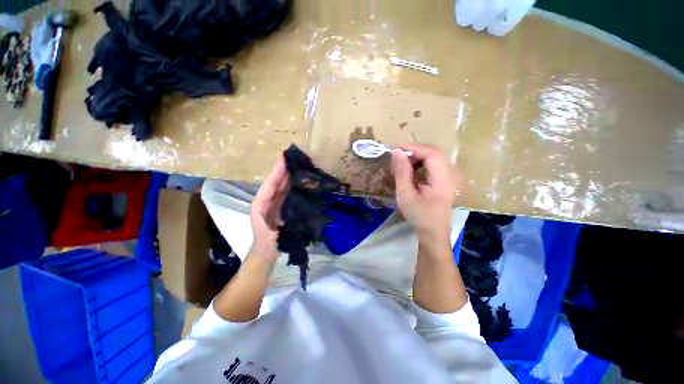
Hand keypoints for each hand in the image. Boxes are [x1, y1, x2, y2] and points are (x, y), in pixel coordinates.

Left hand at [250, 156, 289, 260]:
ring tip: (299, 163)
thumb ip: (280, 224)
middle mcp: (267, 200)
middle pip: (275, 181)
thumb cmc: (268, 244)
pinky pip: (287, 192)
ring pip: (281, 185)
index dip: (277, 171)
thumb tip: (293, 211)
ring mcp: (275, 202)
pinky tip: (301, 178)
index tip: (284, 158)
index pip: (270, 185)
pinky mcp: (282, 205)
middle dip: (283, 169)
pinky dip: (293, 184)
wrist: (266, 253)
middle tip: (294, 157)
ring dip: (289, 174)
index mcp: (261, 205)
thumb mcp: (273, 235)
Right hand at [391, 144, 462, 244]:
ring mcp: (449, 177)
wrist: (433, 233)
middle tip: (397, 156)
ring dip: (417, 157)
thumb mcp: (406, 195)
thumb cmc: (419, 216)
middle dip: (415, 151)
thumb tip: (397, 152)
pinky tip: (411, 170)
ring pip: (434, 158)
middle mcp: (450, 175)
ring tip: (402, 163)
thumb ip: (402, 172)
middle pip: (434, 153)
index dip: (414, 148)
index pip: (432, 154)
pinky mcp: (445, 181)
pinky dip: (421, 164)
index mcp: (443, 179)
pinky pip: (434, 165)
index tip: (396, 149)